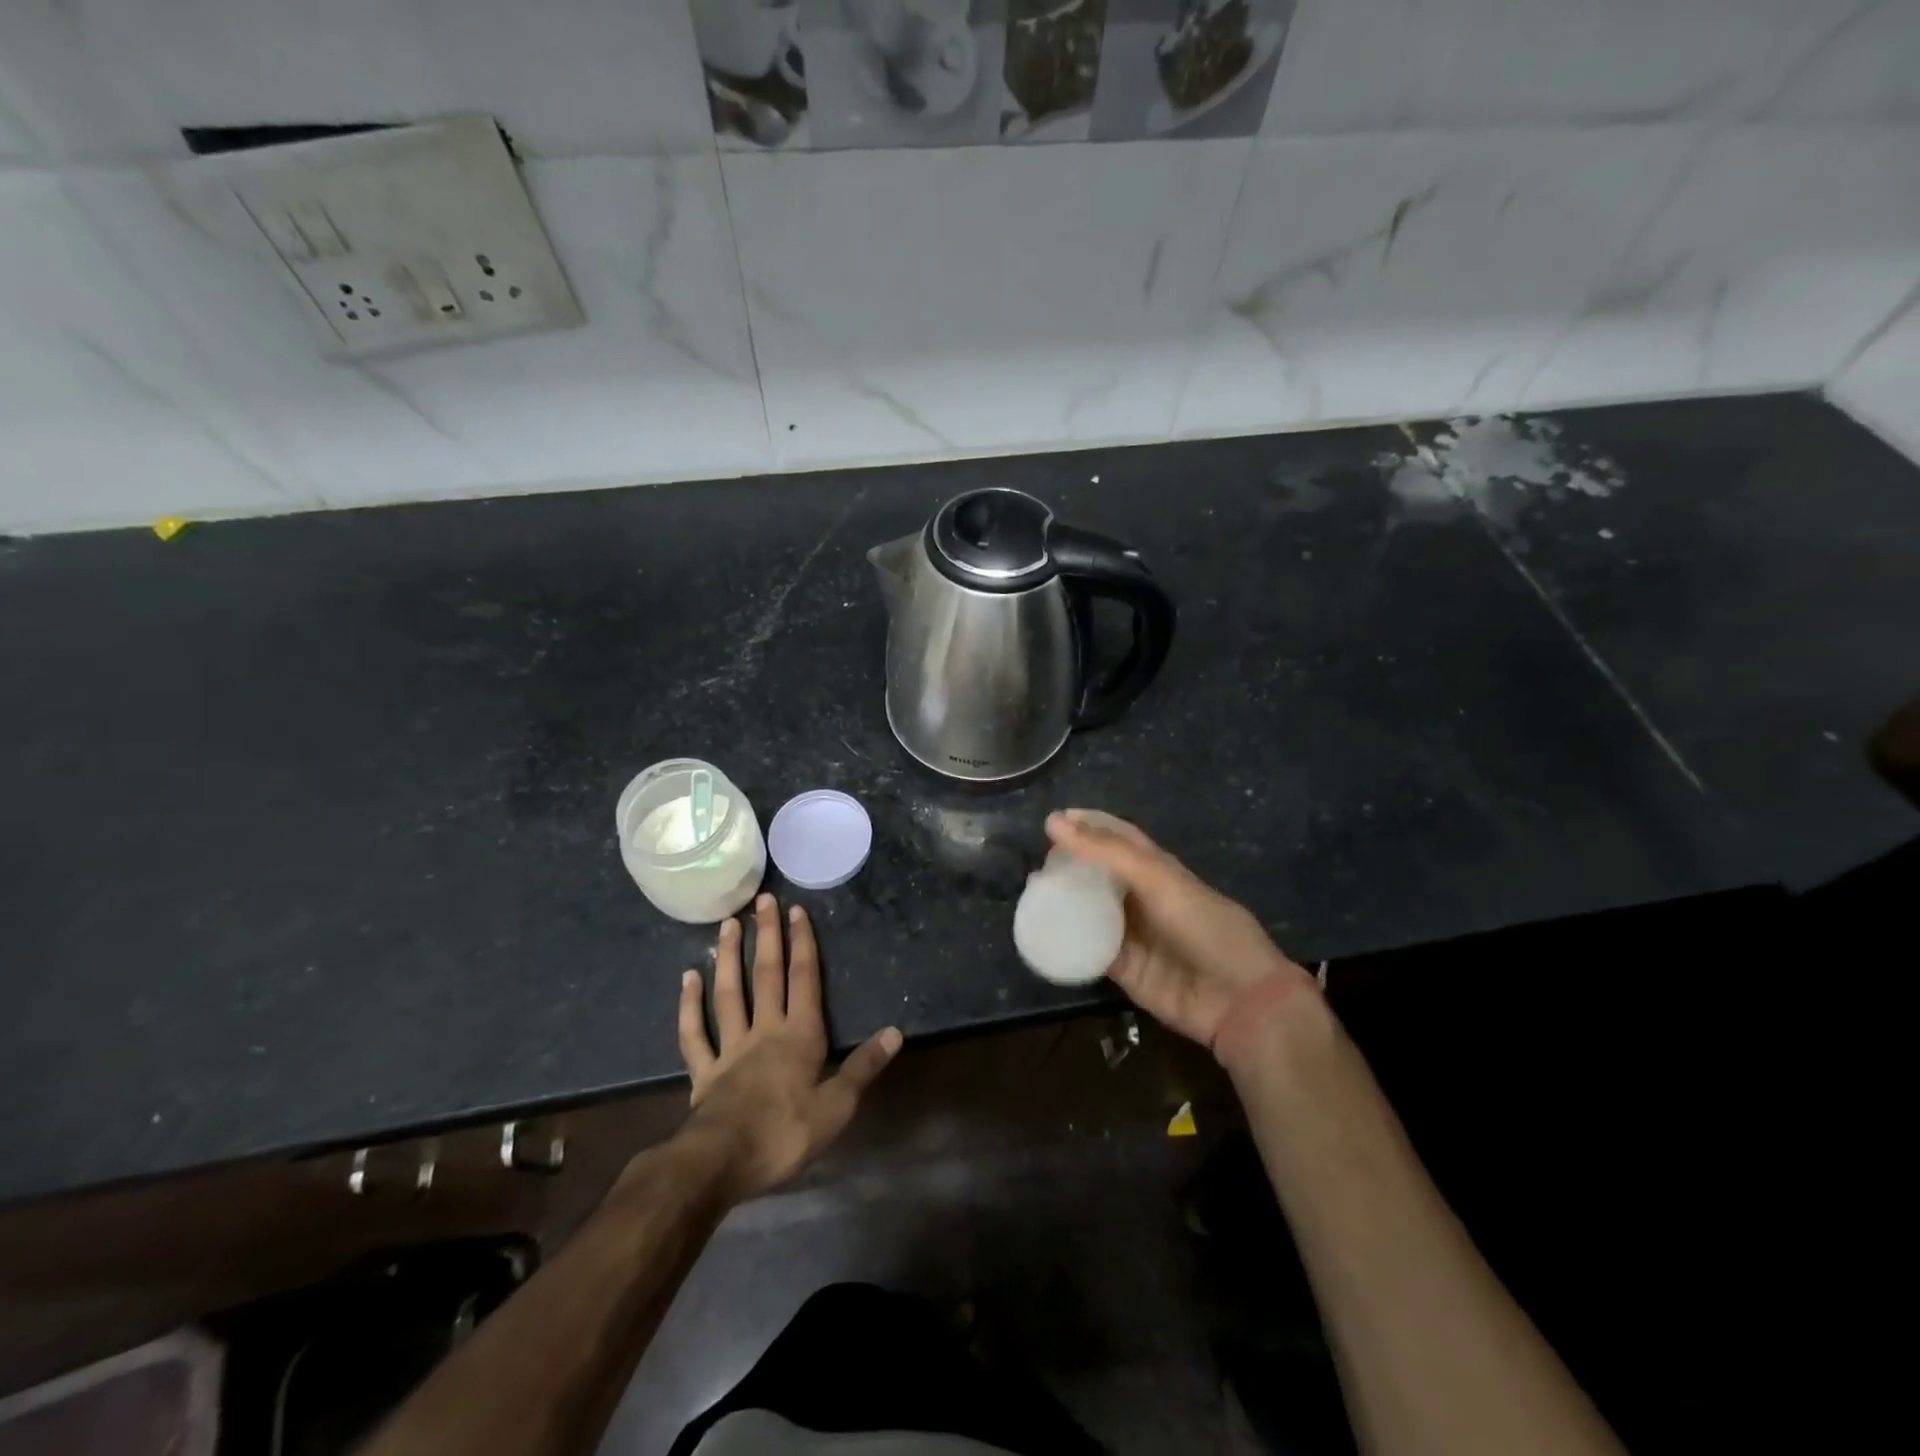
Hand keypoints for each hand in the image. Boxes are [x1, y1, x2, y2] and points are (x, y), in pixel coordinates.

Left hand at [677, 894, 901, 1201]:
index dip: (802, 944)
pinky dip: (689, 1005)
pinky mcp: (704, 1071)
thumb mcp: (838, 1106)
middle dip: (768, 936)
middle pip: (767, 975)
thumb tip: (896, 1031)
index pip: (804, 980)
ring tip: (728, 923)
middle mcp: (765, 1030)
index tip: (796, 911)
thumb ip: (864, 1066)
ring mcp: (730, 1048)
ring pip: (729, 994)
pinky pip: (695, 1033)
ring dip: (730, 957)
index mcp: (800, 1036)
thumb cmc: (786, 1133)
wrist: (722, 1162)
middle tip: (762, 899)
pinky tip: (688, 978)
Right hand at [1045, 810, 1314, 1055]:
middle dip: (1068, 865)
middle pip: (1098, 874)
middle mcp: (1142, 898)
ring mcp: (1132, 934)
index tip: (1053, 820)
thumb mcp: (1157, 879)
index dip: (1089, 825)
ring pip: (1089, 910)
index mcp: (1158, 869)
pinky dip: (1067, 942)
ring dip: (1063, 901)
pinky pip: (1088, 950)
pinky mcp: (1123, 969)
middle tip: (1036, 862)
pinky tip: (1041, 933)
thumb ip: (1107, 851)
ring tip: (1031, 893)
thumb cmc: (1203, 925)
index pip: (1117, 837)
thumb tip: (1054, 822)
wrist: (1237, 998)